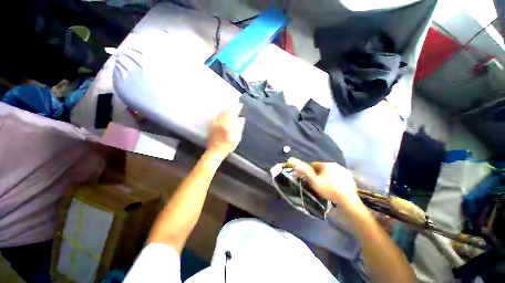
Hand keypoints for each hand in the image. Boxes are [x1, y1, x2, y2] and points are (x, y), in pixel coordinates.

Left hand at [207, 105, 245, 157]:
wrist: (215, 151)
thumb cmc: (227, 146)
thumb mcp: (236, 138)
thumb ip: (239, 127)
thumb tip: (241, 118)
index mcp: (226, 125)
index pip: (231, 112)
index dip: (236, 107)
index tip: (239, 105)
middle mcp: (219, 122)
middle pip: (225, 111)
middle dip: (231, 107)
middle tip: (235, 105)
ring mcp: (214, 123)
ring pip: (220, 112)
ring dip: (225, 109)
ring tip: (230, 107)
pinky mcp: (211, 125)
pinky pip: (216, 115)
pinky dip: (221, 113)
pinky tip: (223, 113)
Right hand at [285, 157, 361, 210]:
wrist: (347, 200)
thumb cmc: (329, 189)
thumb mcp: (314, 182)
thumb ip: (306, 173)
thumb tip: (296, 166)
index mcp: (326, 165)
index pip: (314, 165)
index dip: (309, 170)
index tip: (308, 178)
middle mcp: (336, 165)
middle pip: (323, 168)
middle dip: (318, 174)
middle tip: (316, 183)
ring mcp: (344, 171)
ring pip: (331, 172)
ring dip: (327, 176)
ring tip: (326, 186)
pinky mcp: (350, 178)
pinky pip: (339, 176)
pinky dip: (335, 180)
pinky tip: (335, 187)